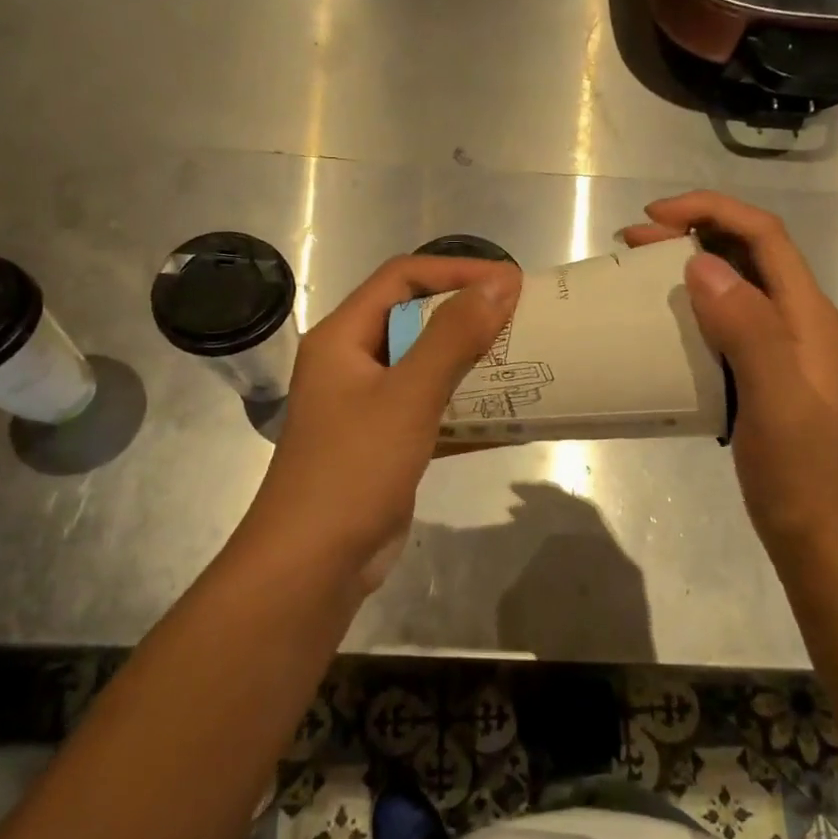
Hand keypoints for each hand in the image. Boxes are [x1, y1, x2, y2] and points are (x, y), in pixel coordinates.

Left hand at [246, 255, 519, 586]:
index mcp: (343, 337)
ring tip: (524, 360)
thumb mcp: (408, 396)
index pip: (402, 278)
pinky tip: (509, 414)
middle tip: (523, 318)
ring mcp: (370, 405)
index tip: (510, 282)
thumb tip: (500, 284)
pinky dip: (467, 407)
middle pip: (416, 319)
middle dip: (469, 315)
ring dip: (473, 362)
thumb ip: (453, 337)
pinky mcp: (387, 442)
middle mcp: (353, 362)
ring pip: (428, 365)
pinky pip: (433, 409)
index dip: (456, 271)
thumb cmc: (353, 469)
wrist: (313, 566)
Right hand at [621, 192, 837, 549]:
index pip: (763, 235)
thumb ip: (746, 328)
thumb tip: (700, 263)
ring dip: (687, 268)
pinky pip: (722, 324)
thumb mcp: (777, 399)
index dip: (711, 211)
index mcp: (806, 314)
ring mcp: (778, 349)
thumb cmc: (803, 470)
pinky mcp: (758, 375)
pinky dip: (689, 309)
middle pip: (746, 253)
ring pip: (732, 286)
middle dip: (691, 232)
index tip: (653, 218)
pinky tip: (660, 326)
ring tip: (637, 273)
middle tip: (630, 243)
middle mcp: (795, 320)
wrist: (824, 536)